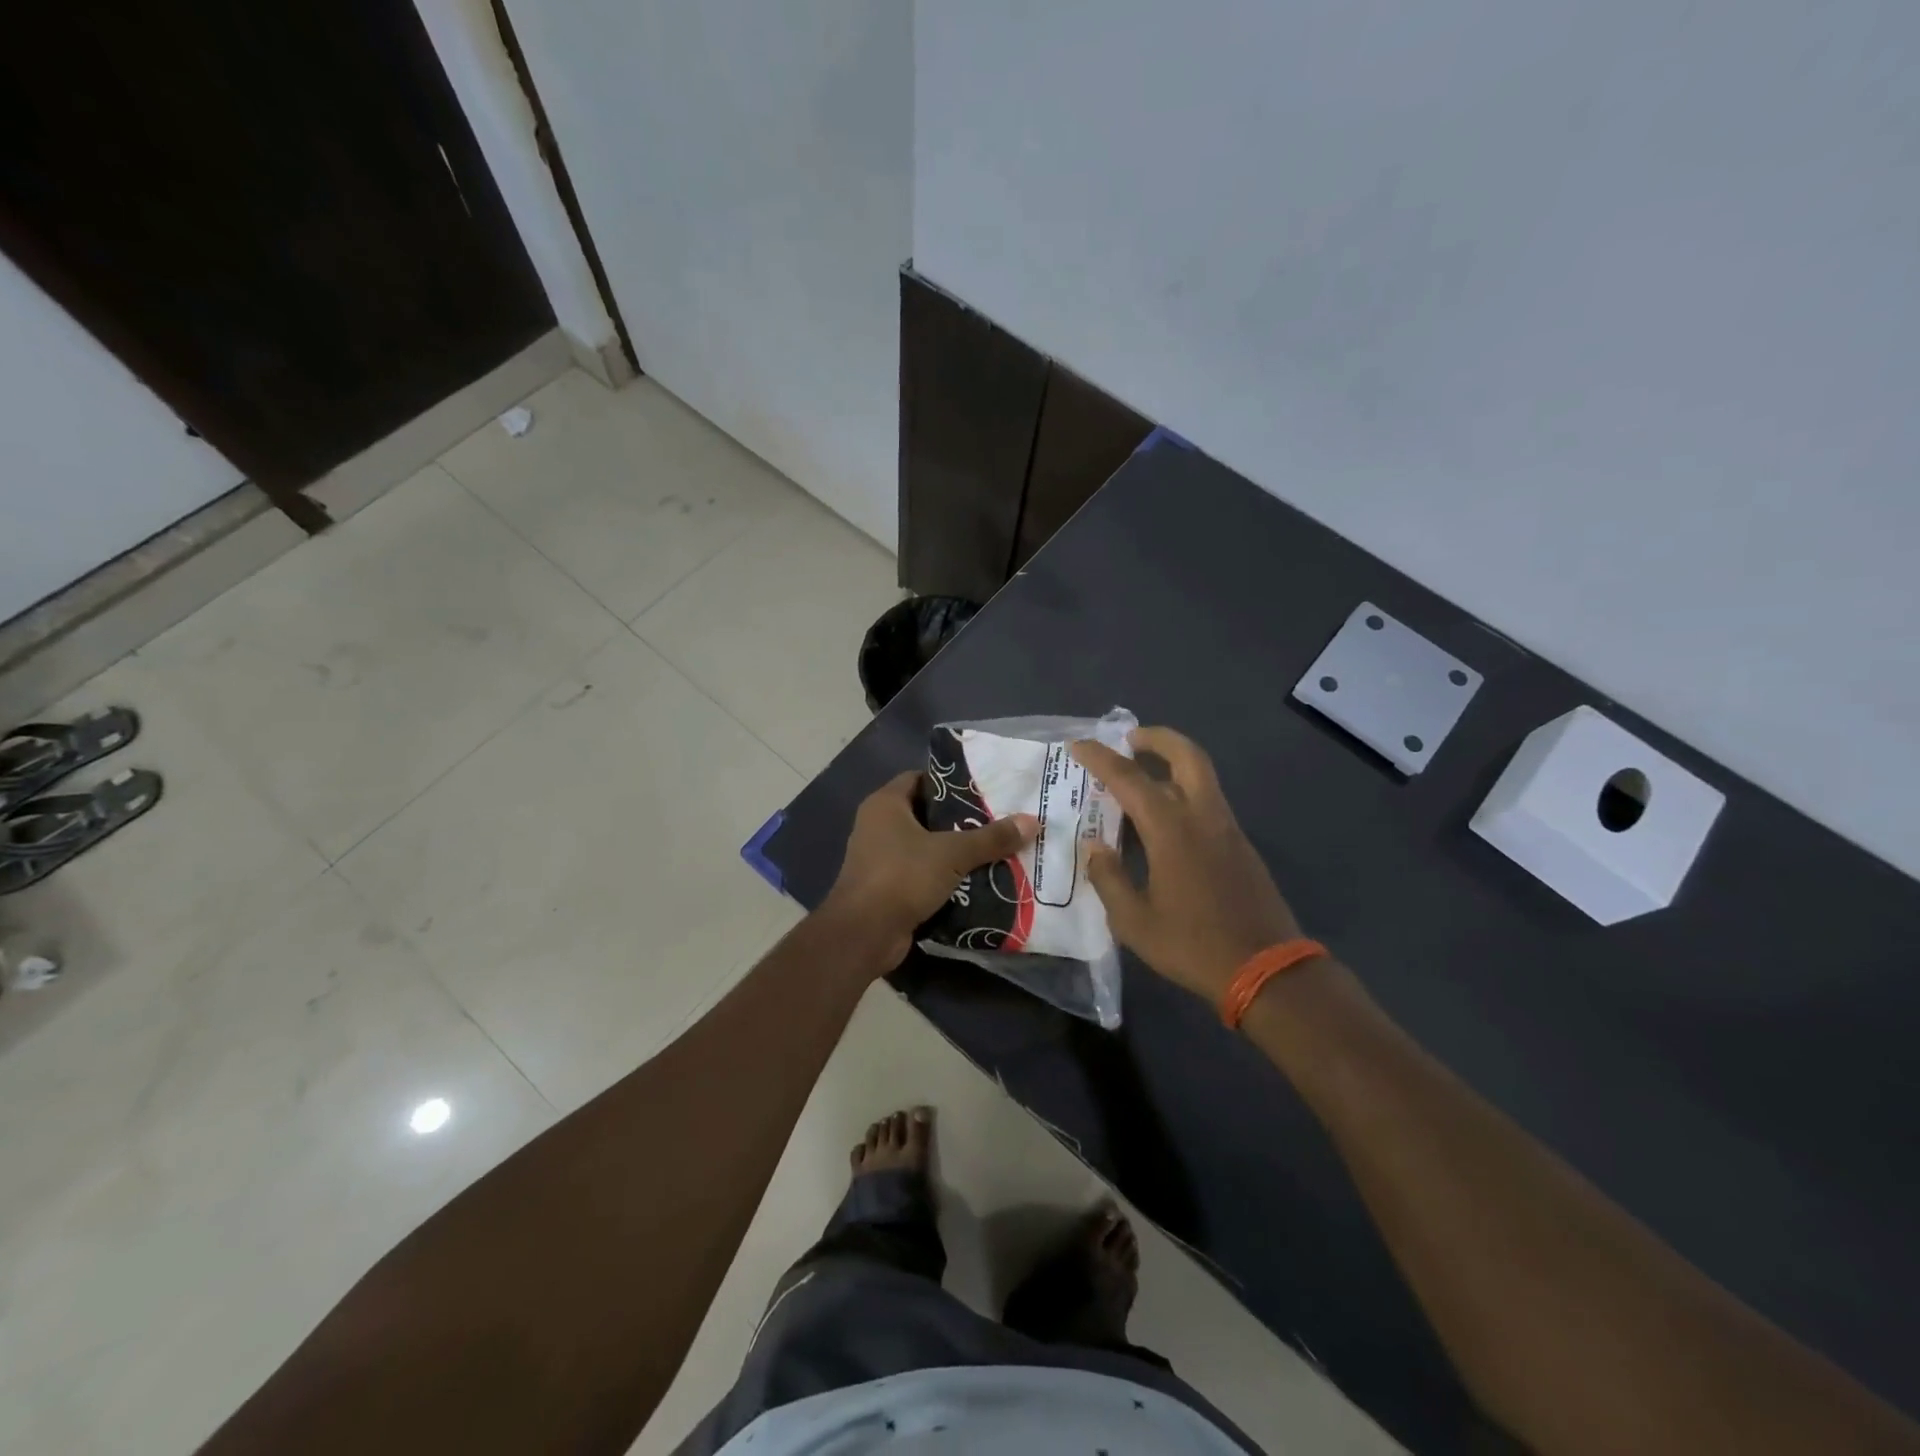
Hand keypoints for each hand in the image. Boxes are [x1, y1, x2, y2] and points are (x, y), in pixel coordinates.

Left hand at [822, 770, 1037, 972]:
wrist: (864, 934)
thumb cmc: (902, 877)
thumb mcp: (953, 853)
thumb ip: (992, 837)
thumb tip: (1033, 820)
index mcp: (885, 805)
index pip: (920, 779)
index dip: (951, 782)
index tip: (985, 790)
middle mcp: (877, 826)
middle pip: (926, 814)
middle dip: (960, 820)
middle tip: (998, 821)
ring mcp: (879, 859)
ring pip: (925, 847)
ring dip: (955, 851)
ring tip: (995, 850)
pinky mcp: (886, 888)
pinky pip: (921, 874)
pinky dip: (944, 876)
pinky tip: (976, 881)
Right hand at [1071, 727, 1302, 1005]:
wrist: (1267, 970)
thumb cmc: (1193, 945)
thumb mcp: (1134, 921)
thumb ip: (1110, 879)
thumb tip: (1096, 848)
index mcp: (1172, 829)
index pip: (1129, 778)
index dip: (1100, 758)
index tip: (1078, 745)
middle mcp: (1203, 817)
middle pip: (1186, 756)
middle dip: (1157, 739)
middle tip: (1129, 739)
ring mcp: (1227, 829)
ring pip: (1202, 777)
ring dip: (1172, 764)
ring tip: (1141, 776)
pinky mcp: (1240, 846)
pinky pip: (1208, 802)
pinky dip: (1183, 792)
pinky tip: (1163, 820)